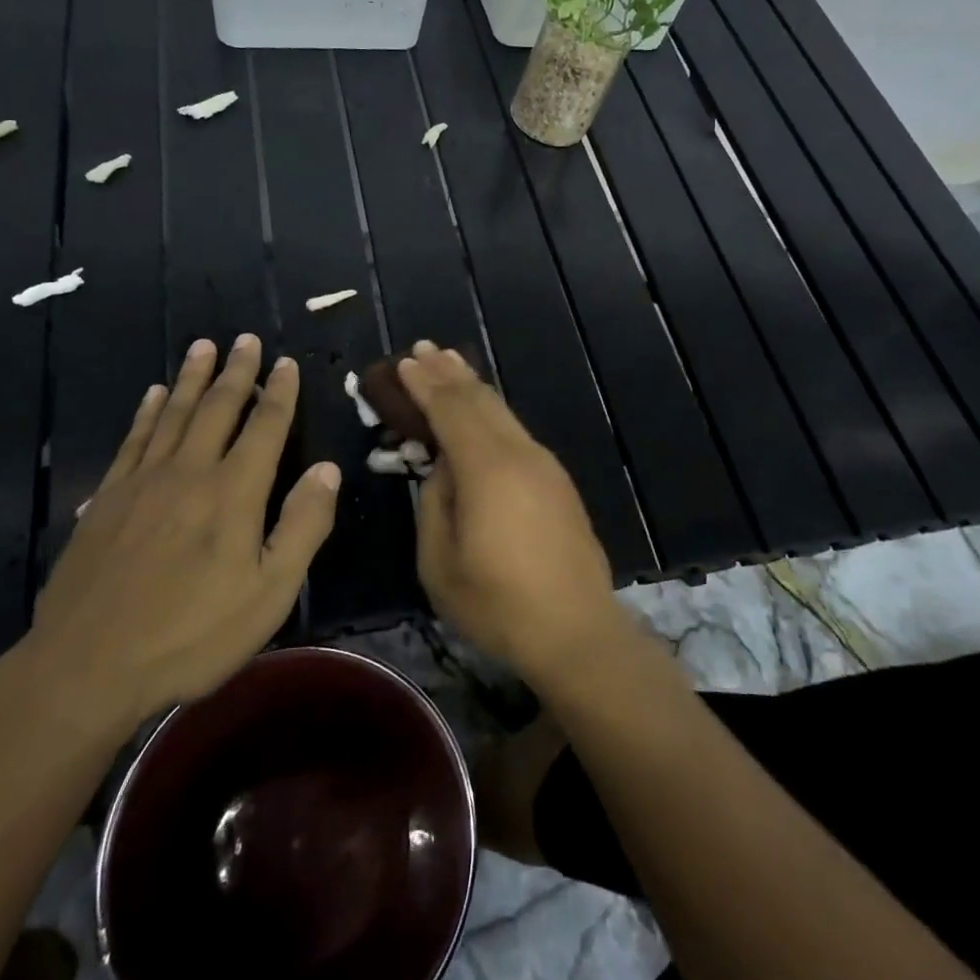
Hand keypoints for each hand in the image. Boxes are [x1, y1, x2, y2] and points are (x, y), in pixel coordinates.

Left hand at [15, 334, 339, 739]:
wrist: (88, 665)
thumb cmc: (192, 634)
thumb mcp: (270, 593)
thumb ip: (303, 525)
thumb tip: (327, 469)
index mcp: (234, 492)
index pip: (265, 427)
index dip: (279, 393)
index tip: (286, 363)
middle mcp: (189, 472)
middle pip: (218, 408)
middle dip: (237, 372)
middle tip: (245, 339)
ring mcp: (142, 482)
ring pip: (174, 414)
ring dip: (193, 378)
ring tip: (203, 346)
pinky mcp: (106, 498)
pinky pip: (133, 439)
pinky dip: (148, 412)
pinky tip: (154, 395)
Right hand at [399, 341, 622, 680]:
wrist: (576, 630)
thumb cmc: (498, 603)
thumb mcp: (440, 561)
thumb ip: (434, 502)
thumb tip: (442, 468)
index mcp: (487, 469)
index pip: (450, 410)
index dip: (424, 384)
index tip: (403, 362)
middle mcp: (519, 454)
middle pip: (480, 400)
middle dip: (449, 372)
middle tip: (423, 349)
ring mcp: (544, 465)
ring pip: (502, 412)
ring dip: (473, 386)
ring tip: (450, 364)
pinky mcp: (557, 481)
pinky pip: (515, 431)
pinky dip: (491, 411)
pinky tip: (482, 412)